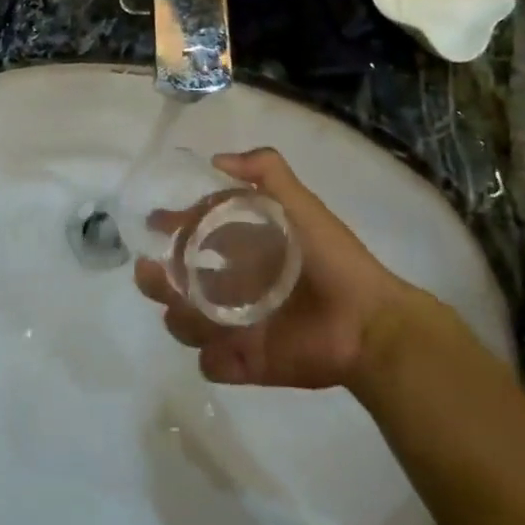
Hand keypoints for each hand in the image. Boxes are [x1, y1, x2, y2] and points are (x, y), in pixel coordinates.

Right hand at [134, 148, 418, 391]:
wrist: (368, 322)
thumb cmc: (332, 260)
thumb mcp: (300, 205)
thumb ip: (267, 172)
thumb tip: (217, 159)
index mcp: (238, 251)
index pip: (191, 237)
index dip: (170, 228)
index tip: (155, 224)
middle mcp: (229, 288)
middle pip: (174, 284)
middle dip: (156, 280)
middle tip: (155, 274)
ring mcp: (235, 328)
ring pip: (184, 324)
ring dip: (181, 318)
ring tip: (192, 309)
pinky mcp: (246, 362)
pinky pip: (212, 364)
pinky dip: (214, 358)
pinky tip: (227, 347)